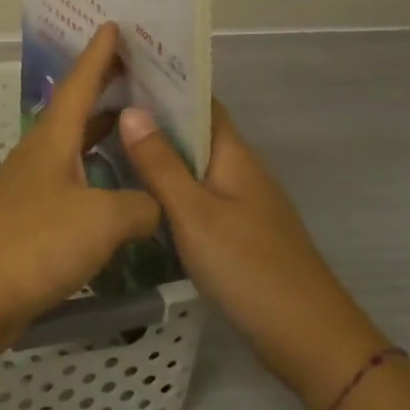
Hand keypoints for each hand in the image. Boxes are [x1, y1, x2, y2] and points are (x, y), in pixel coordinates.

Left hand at [0, 24, 160, 350]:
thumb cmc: (35, 243)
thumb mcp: (101, 219)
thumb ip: (139, 206)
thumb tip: (156, 205)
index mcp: (52, 141)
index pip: (78, 85)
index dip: (97, 56)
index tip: (112, 25)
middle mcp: (39, 158)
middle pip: (74, 115)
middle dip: (104, 94)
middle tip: (141, 79)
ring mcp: (31, 192)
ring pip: (74, 153)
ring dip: (102, 140)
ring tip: (139, 133)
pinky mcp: (30, 225)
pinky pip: (73, 190)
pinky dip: (98, 183)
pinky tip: (119, 199)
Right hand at [119, 103, 386, 409]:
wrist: (309, 340)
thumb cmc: (249, 268)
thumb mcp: (194, 214)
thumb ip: (161, 164)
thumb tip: (131, 109)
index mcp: (234, 156)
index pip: (200, 101)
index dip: (166, 81)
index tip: (122, 68)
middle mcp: (240, 171)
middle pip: (195, 131)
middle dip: (153, 114)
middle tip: (100, 104)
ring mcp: (241, 204)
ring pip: (193, 164)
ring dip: (158, 150)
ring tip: (107, 140)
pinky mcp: (237, 232)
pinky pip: (196, 193)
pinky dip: (167, 183)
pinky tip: (138, 193)